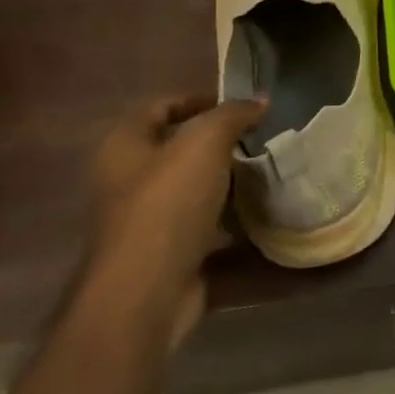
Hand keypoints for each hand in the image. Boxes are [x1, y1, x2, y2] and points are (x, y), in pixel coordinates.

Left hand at [85, 94, 265, 347]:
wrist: (146, 294)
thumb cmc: (166, 205)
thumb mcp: (204, 143)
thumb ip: (233, 115)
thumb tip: (259, 100)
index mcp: (124, 147)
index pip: (160, 107)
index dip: (198, 99)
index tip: (241, 106)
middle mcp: (128, 183)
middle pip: (178, 151)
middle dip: (220, 145)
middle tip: (261, 140)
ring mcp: (147, 223)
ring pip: (195, 192)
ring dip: (230, 186)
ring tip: (269, 175)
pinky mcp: (169, 256)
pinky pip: (208, 231)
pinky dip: (234, 226)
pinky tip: (265, 218)